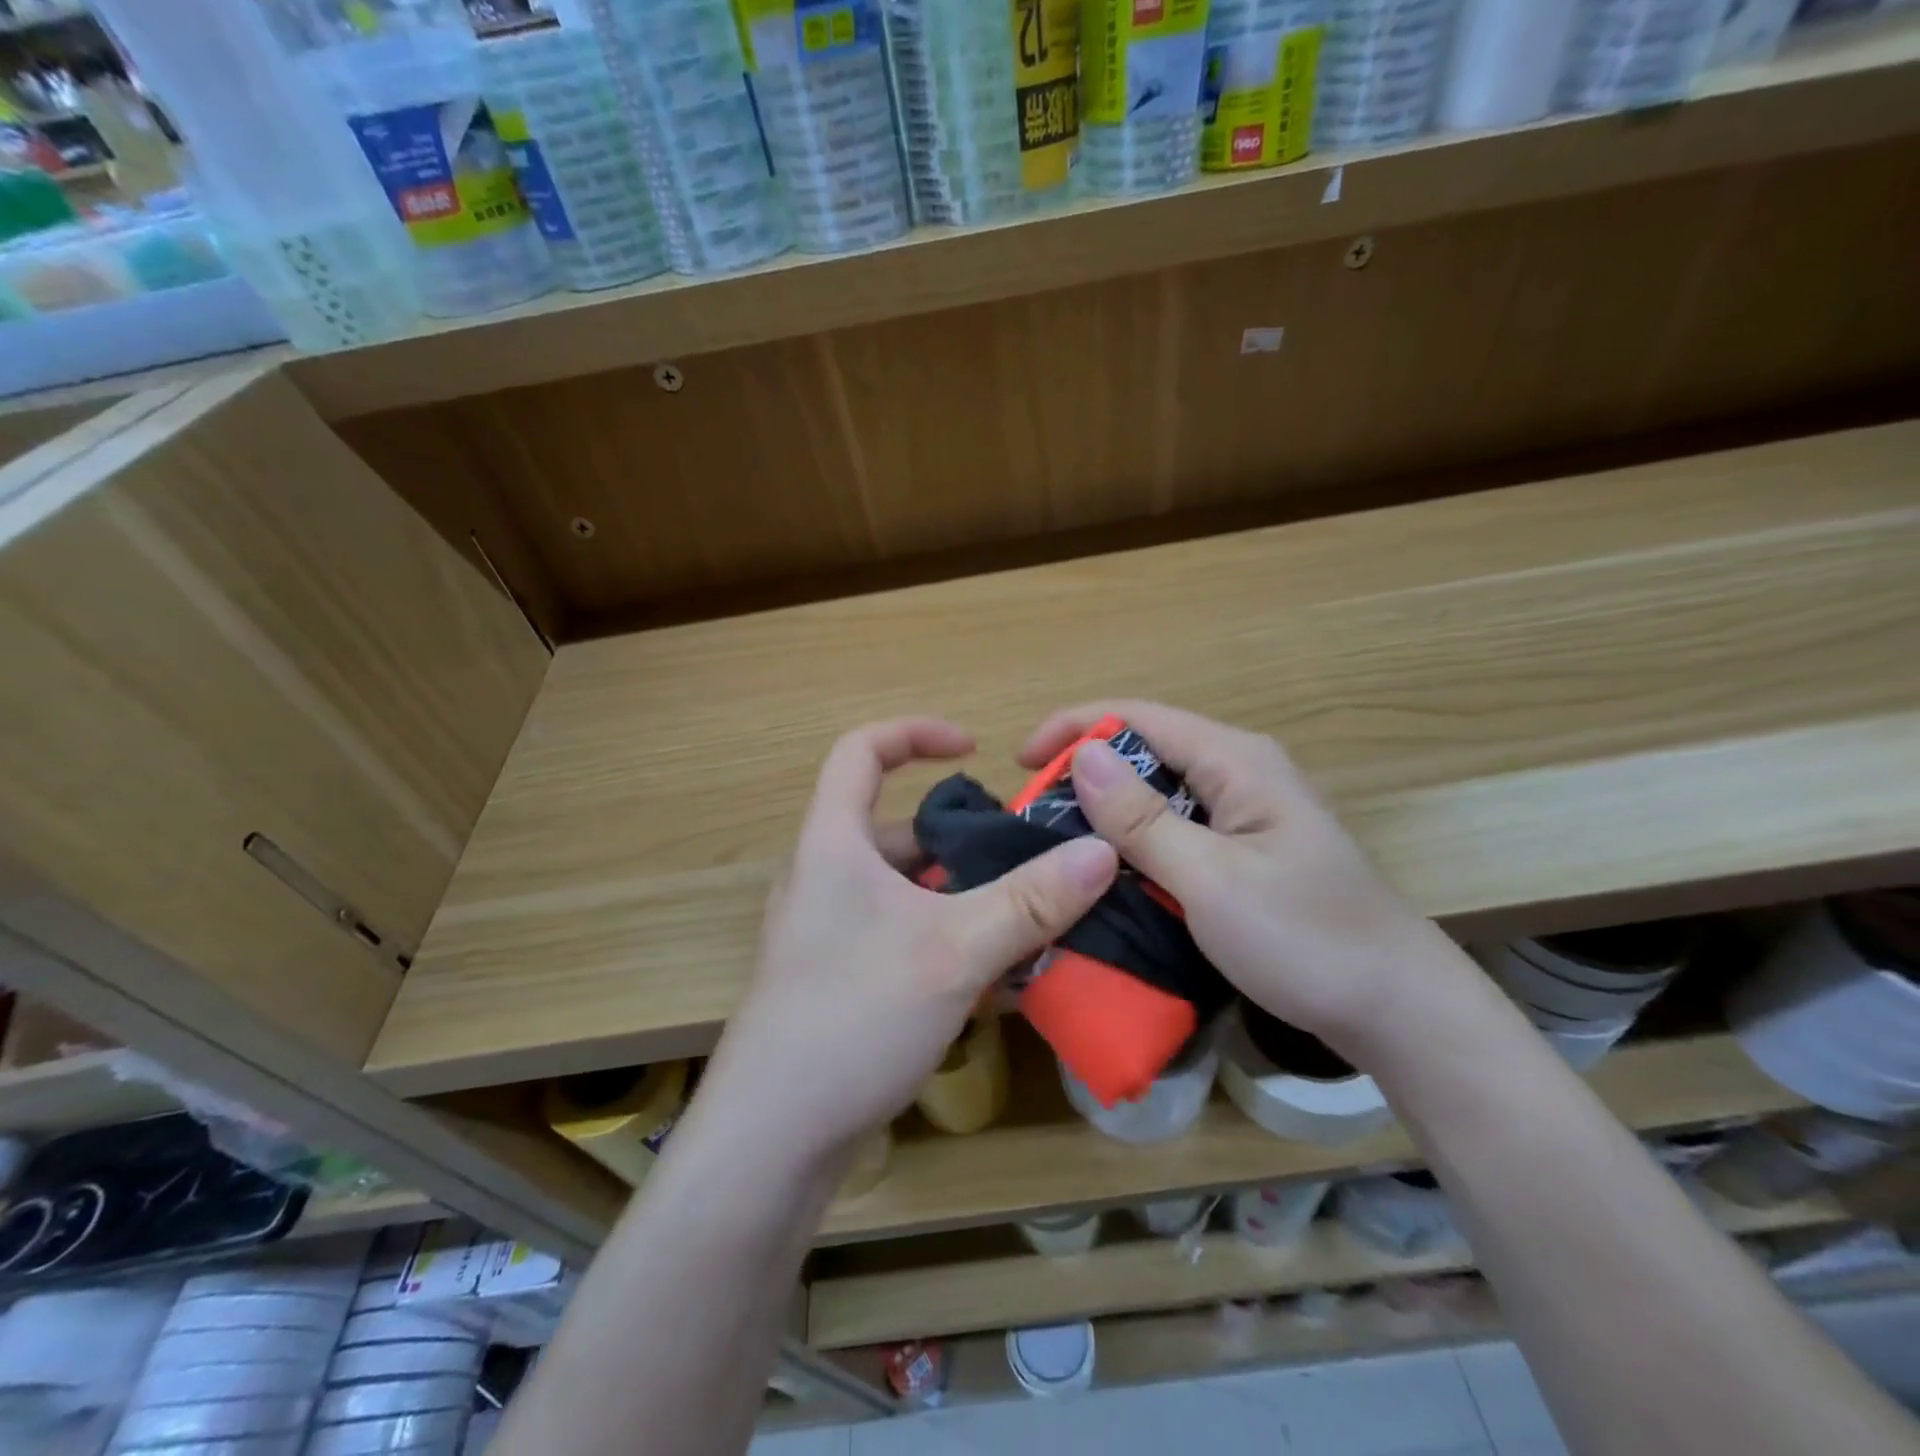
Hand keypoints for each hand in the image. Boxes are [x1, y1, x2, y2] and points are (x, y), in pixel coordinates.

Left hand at [699, 718, 1117, 1181]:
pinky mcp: (841, 978)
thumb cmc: (852, 1017)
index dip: (916, 733)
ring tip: (1030, 921)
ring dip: (966, 898)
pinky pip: (903, 935)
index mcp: (833, 843)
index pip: (862, 750)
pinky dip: (948, 940)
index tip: (974, 748)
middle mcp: (826, 877)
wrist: (772, 1140)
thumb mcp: (953, 951)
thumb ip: (1030, 902)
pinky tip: (997, 980)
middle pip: (900, 829)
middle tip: (1027, 859)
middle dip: (965, 839)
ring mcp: (831, 932)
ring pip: (909, 890)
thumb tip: (1103, 851)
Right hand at [1019, 701, 1474, 1059]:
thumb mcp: (1211, 880)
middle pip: (1147, 749)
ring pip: (1160, 792)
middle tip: (1034, 816)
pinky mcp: (1247, 848)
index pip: (1139, 717)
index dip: (1074, 727)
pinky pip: (1177, 826)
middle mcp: (1241, 772)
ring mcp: (1247, 811)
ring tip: (1059, 842)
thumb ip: (1143, 819)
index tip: (1020, 762)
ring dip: (1109, 810)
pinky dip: (1137, 839)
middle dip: (1087, 772)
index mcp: (1237, 761)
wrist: (1397, 1008)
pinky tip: (1110, 869)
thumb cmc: (1305, 940)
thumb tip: (1083, 755)